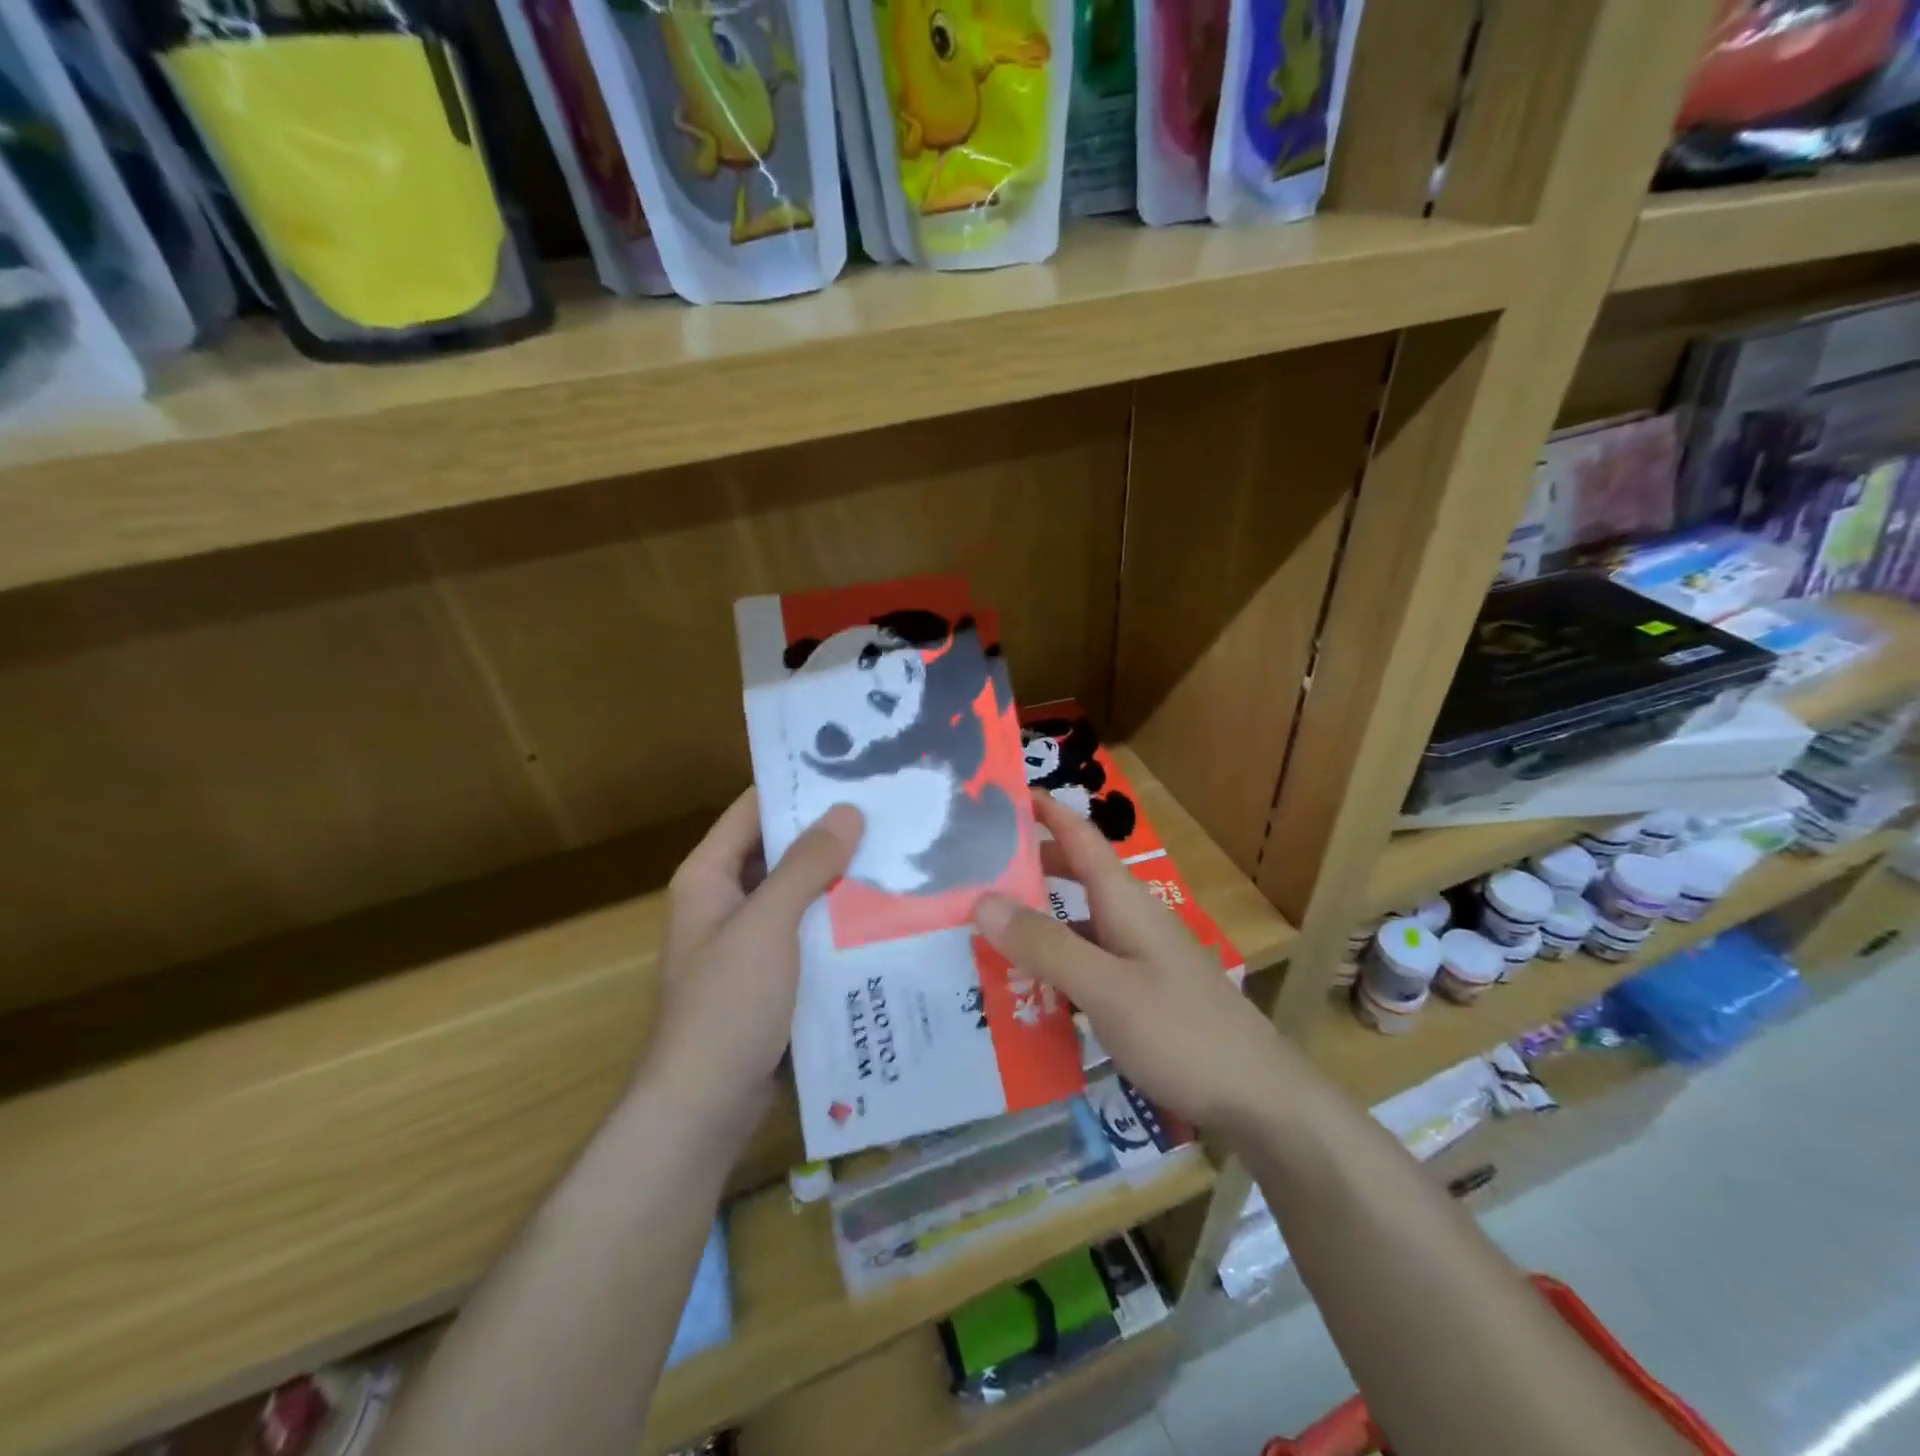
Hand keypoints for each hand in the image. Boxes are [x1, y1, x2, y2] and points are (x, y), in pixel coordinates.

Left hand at [645, 790, 863, 1143]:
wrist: (706, 1107)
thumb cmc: (728, 1005)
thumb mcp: (767, 925)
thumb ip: (805, 865)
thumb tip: (847, 810)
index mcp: (709, 875)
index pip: (754, 808)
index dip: (798, 785)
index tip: (854, 766)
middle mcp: (727, 899)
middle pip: (781, 849)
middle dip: (831, 832)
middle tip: (892, 809)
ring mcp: (751, 939)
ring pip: (801, 891)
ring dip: (841, 876)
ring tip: (901, 852)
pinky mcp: (774, 974)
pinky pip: (811, 930)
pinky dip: (840, 918)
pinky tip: (887, 910)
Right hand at [972, 792, 1292, 1131]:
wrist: (1258, 1099)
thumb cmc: (1183, 1033)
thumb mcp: (1107, 988)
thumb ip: (1047, 945)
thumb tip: (983, 899)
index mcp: (1125, 900)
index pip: (1079, 835)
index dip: (1043, 810)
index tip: (998, 795)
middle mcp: (1130, 918)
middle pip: (1073, 876)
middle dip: (1026, 867)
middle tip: (969, 872)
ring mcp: (1137, 957)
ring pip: (1076, 924)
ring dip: (1034, 923)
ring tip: (980, 932)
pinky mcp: (1139, 993)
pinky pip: (1085, 965)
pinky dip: (1052, 967)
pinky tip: (1021, 992)